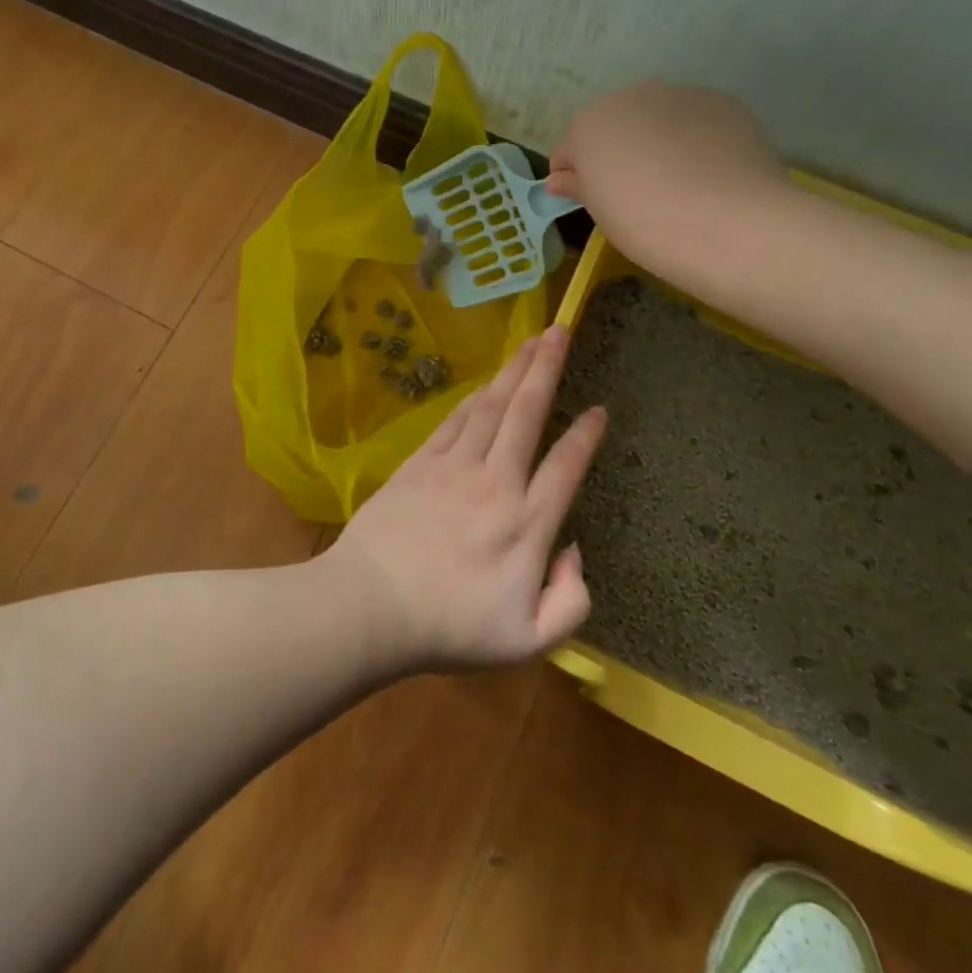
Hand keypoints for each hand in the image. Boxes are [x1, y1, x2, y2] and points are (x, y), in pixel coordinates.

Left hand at [328, 327, 606, 670]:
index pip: (567, 466)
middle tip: (562, 330)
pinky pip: (456, 420)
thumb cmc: (451, 627)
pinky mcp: (420, 463)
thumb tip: (573, 550)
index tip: (600, 409)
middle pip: (528, 413)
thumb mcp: (529, 641)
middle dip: (547, 367)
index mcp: (527, 523)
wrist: (371, 605)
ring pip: (492, 406)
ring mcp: (454, 467)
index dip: (587, 435)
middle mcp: (496, 482)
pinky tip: (487, 384)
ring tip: (531, 340)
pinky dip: (475, 397)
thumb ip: (571, 601)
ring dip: (514, 370)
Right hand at [547, 82, 788, 288]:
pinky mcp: (724, 103)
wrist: (731, 224)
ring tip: (676, 182)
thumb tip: (559, 179)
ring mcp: (681, 95)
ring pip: (657, 119)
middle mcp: (632, 97)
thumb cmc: (645, 222)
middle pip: (615, 126)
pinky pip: (696, 121)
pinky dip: (695, 140)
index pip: (570, 149)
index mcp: (589, 123)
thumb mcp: (600, 211)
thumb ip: (578, 186)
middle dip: (617, 152)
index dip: (575, 177)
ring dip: (657, 142)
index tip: (589, 200)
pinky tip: (707, 173)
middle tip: (633, 192)